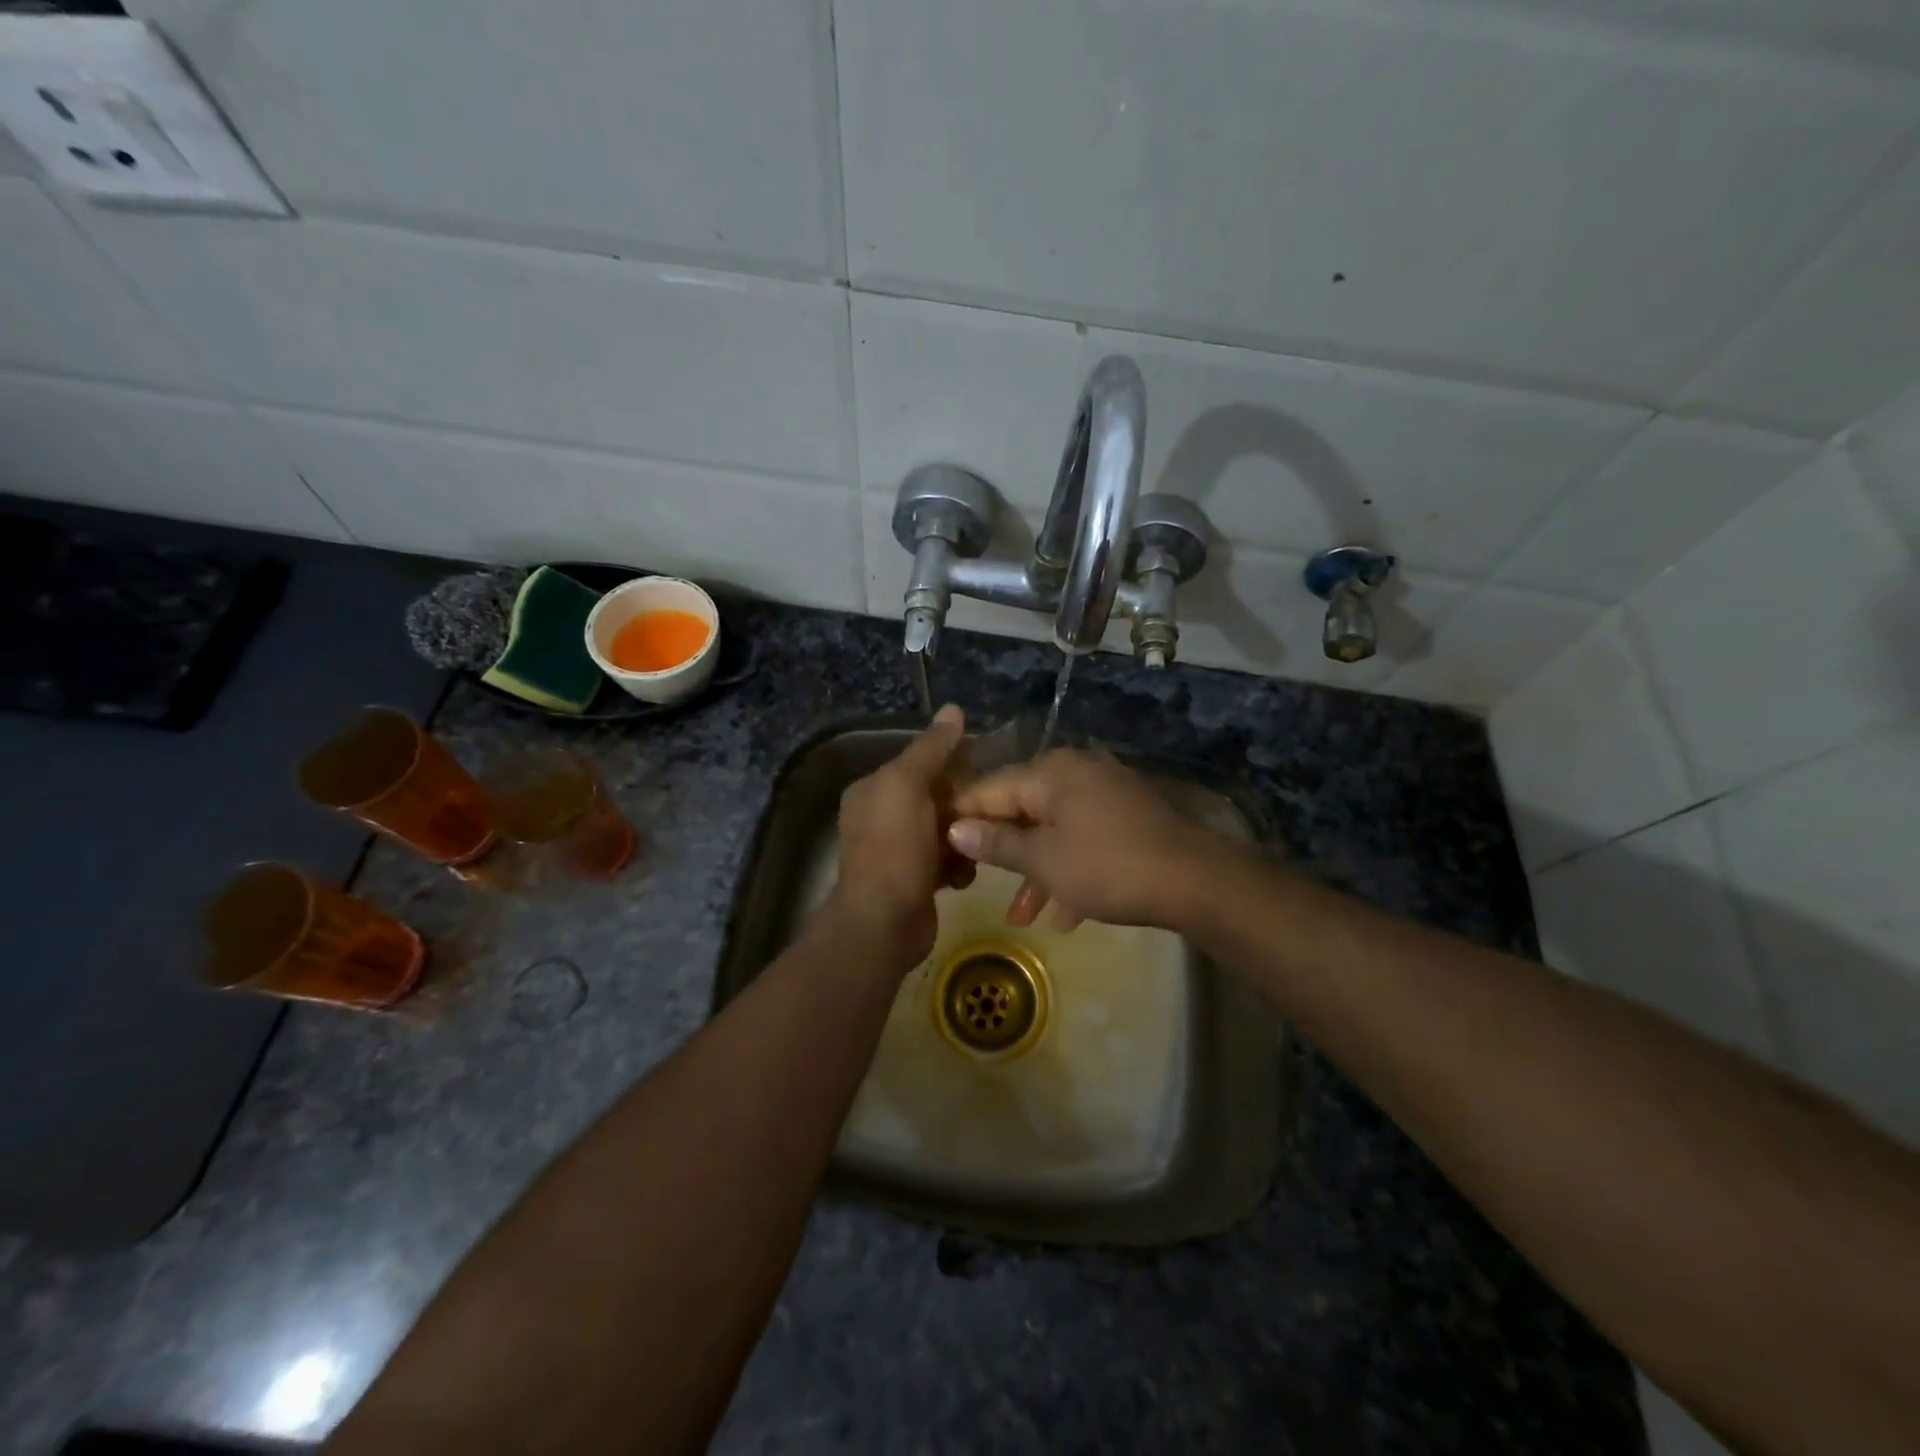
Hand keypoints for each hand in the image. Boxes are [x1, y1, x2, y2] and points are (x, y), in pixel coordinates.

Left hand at [826, 704, 969, 974]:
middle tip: (992, 810)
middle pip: (935, 796)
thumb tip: (953, 708)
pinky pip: (946, 860)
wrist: (884, 922)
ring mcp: (897, 850)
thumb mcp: (908, 786)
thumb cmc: (894, 848)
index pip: (919, 762)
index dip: (952, 762)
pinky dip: (958, 865)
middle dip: (963, 803)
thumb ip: (931, 748)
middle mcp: (881, 816)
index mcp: (873, 789)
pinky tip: (965, 874)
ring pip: (945, 829)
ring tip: (979, 844)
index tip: (987, 767)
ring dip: (964, 836)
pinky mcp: (914, 879)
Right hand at [946, 748, 1232, 931]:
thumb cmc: (1107, 867)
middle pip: (1022, 809)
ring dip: (1037, 872)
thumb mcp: (1044, 861)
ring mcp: (1104, 791)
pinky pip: (1085, 838)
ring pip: (1055, 830)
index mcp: (1050, 772)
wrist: (1194, 881)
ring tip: (1022, 918)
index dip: (962, 817)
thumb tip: (954, 828)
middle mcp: (1075, 771)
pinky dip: (1071, 869)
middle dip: (1003, 854)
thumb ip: (996, 844)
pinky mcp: (1126, 814)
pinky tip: (1067, 916)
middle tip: (976, 884)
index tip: (937, 845)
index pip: (990, 789)